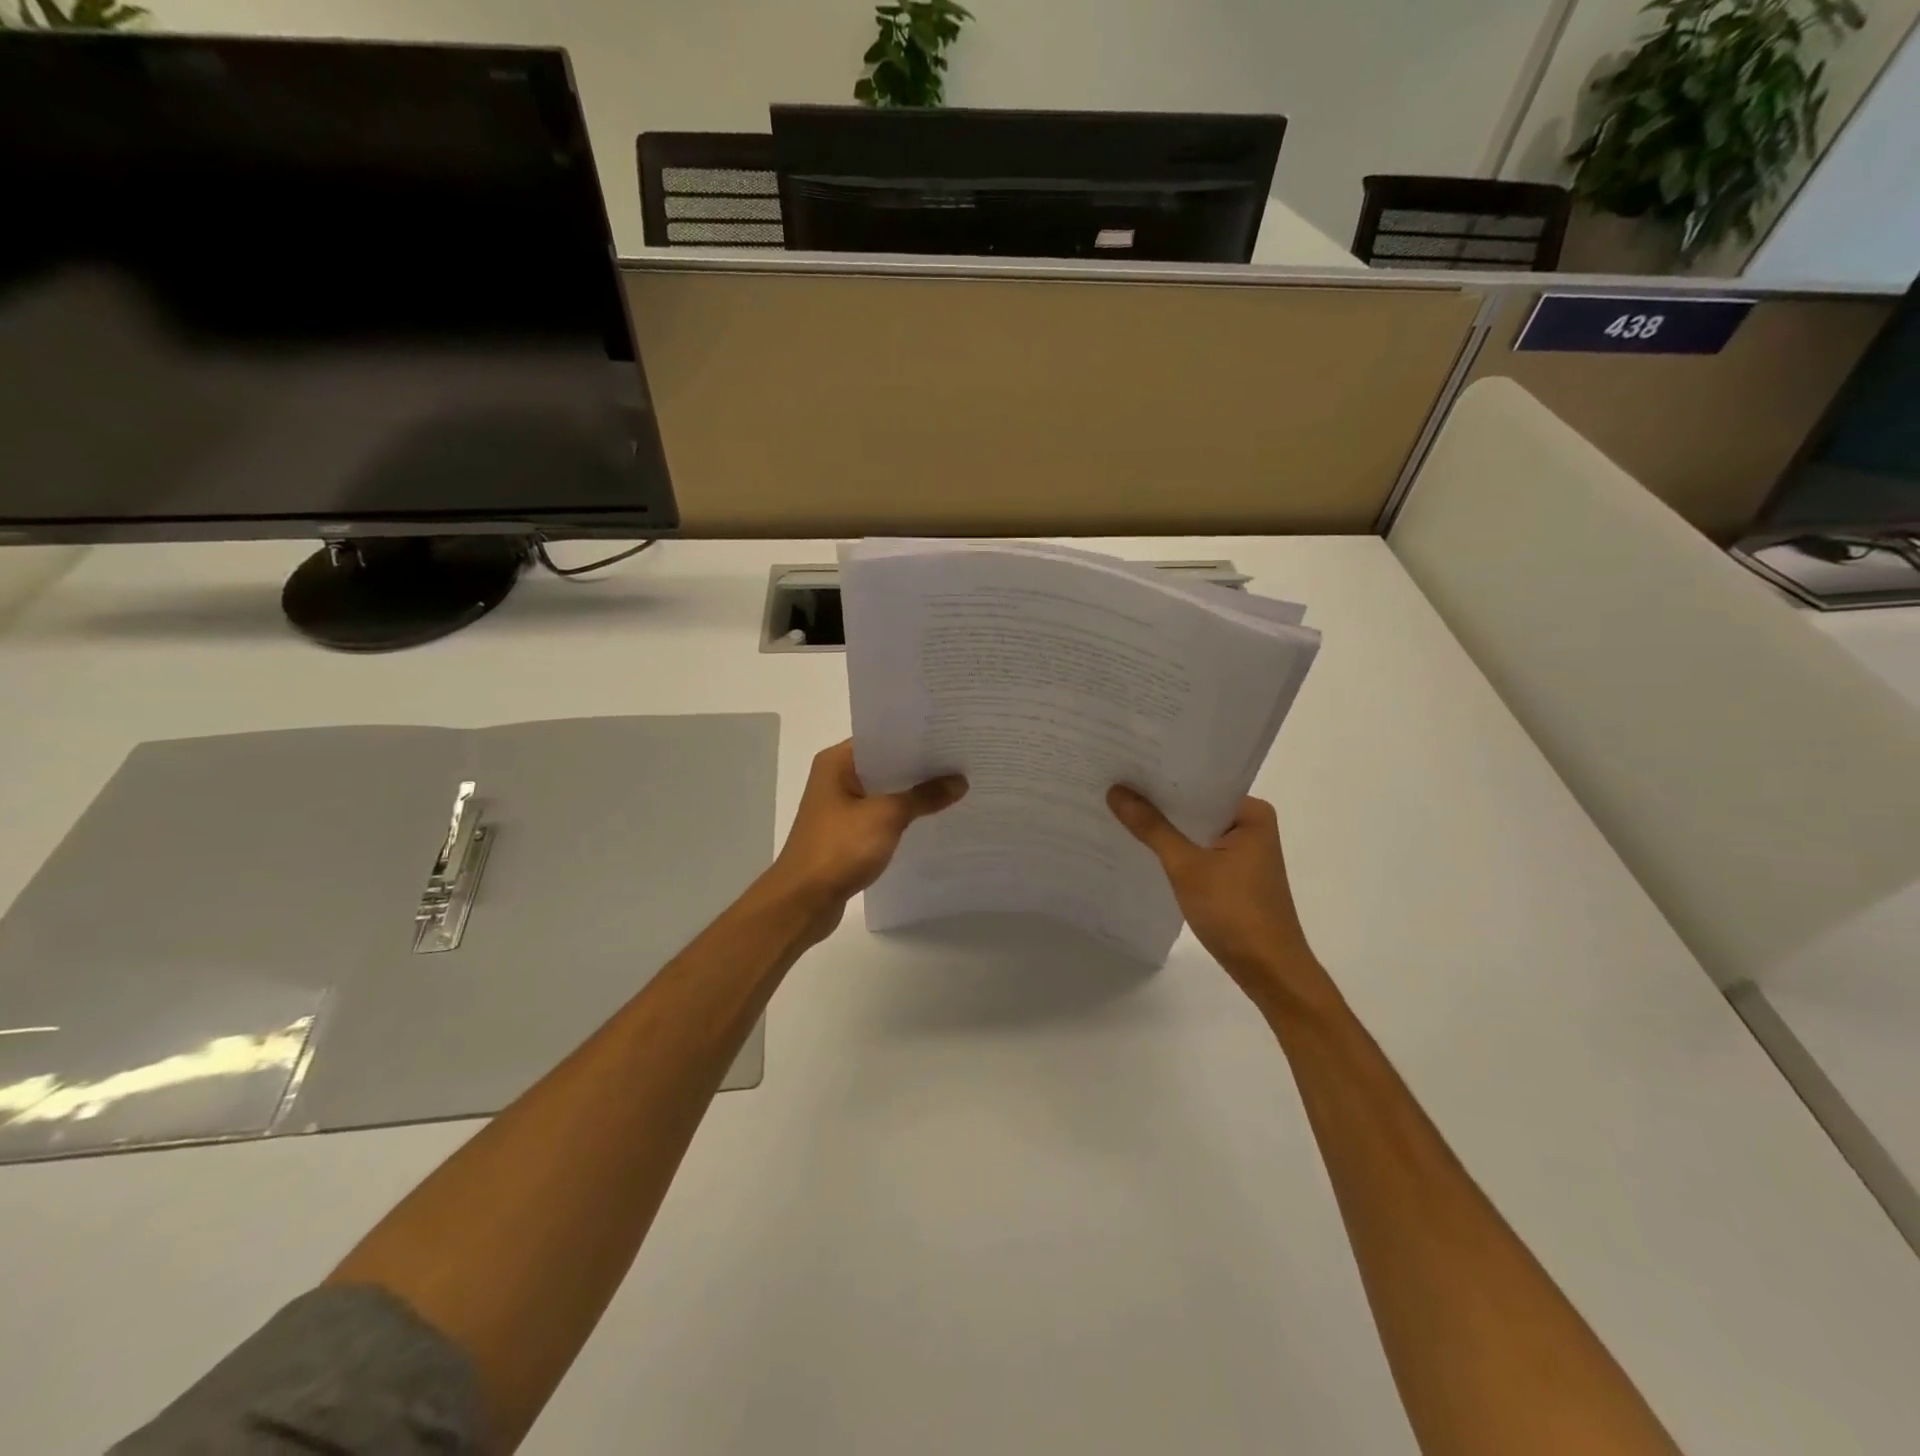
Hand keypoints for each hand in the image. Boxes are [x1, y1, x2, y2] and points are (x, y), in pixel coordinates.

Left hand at [761, 740, 966, 940]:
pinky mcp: (846, 834)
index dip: (916, 738)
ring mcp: (840, 808)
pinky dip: (902, 816)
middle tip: (961, 761)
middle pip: (885, 764)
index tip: (950, 737)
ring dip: (912, 793)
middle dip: (920, 766)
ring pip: (884, 792)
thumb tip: (959, 781)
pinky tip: (931, 818)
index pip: (882, 738)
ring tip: (955, 786)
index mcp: (836, 762)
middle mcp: (835, 778)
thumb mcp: (887, 816)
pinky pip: (880, 816)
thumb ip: (923, 796)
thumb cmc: (839, 848)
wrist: (803, 901)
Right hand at [1108, 787, 1320, 1003]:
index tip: (1126, 764)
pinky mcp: (1232, 874)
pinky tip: (1140, 844)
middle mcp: (1250, 825)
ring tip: (1118, 807)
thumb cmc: (1235, 912)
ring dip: (1164, 825)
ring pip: (1194, 829)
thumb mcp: (1187, 866)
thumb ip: (1152, 828)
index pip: (1201, 782)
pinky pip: (1197, 849)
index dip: (1163, 775)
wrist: (1269, 971)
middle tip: (1113, 782)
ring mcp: (1242, 851)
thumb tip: (1116, 791)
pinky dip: (1173, 848)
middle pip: (1196, 805)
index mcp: (1251, 813)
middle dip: (1159, 800)